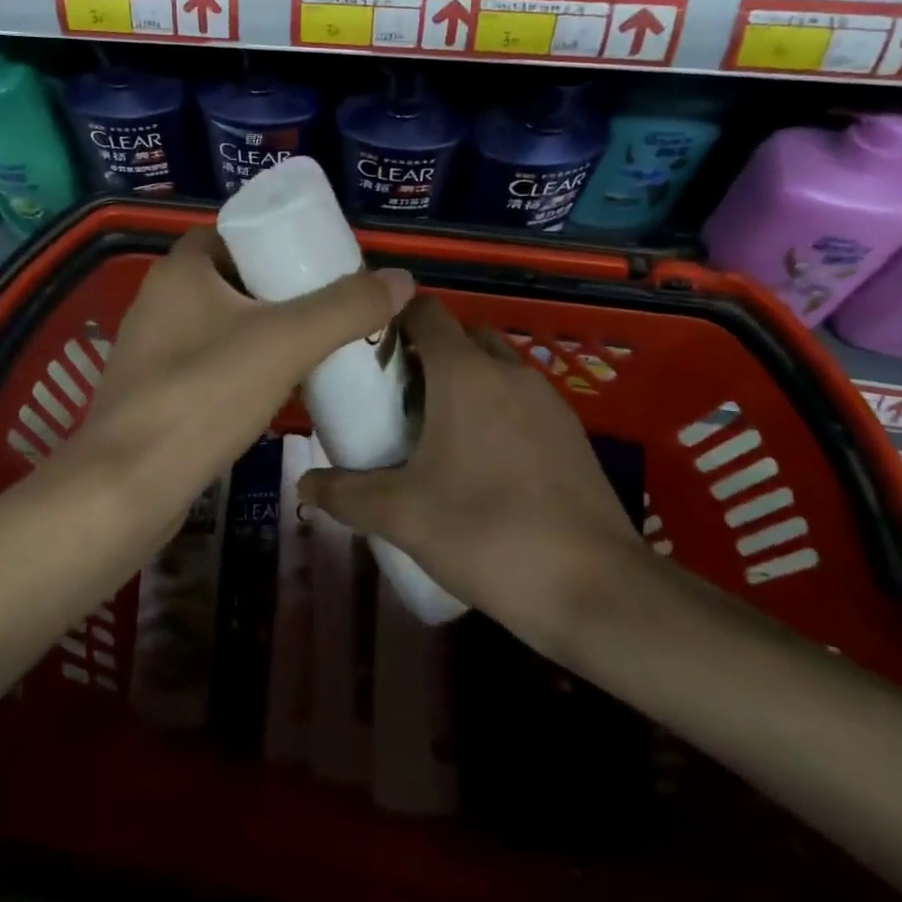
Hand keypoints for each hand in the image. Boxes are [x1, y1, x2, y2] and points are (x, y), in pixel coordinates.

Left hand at [75, 226, 413, 522]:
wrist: (127, 487)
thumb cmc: (204, 396)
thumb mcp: (286, 343)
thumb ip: (345, 308)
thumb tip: (402, 278)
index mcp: (180, 270)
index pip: (233, 234)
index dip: (277, 242)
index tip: (320, 264)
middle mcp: (158, 300)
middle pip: (230, 279)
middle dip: (279, 291)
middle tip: (329, 309)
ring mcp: (150, 349)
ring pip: (219, 324)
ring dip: (262, 332)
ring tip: (314, 348)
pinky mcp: (152, 392)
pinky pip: (207, 363)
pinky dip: (241, 367)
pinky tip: (275, 391)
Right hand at [299, 294, 644, 638]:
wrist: (597, 591)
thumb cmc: (487, 534)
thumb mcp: (402, 516)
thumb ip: (344, 494)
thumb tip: (303, 486)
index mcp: (465, 373)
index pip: (424, 311)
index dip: (391, 318)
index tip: (364, 348)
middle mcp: (509, 371)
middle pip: (460, 335)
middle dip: (425, 352)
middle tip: (392, 393)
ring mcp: (547, 400)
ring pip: (494, 367)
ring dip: (462, 380)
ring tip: (432, 428)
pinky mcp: (572, 432)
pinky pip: (521, 399)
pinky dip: (495, 408)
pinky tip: (480, 460)